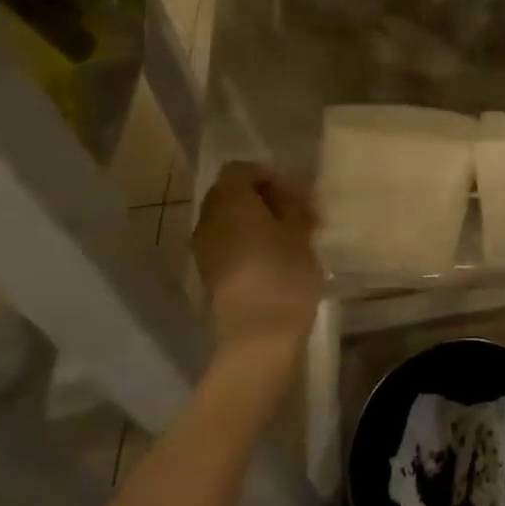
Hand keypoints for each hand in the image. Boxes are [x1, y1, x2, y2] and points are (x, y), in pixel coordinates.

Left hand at [190, 163, 323, 350]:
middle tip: (295, 212)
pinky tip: (275, 257)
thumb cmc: (283, 273)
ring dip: (255, 221)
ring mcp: (204, 249)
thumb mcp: (300, 230)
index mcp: (229, 200)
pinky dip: (248, 242)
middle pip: (231, 193)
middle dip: (261, 197)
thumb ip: (293, 203)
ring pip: (229, 220)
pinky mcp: (209, 275)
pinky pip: (227, 243)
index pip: (241, 169)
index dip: (268, 174)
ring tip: (288, 236)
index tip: (296, 193)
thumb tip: (289, 190)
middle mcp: (208, 219)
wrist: (257, 335)